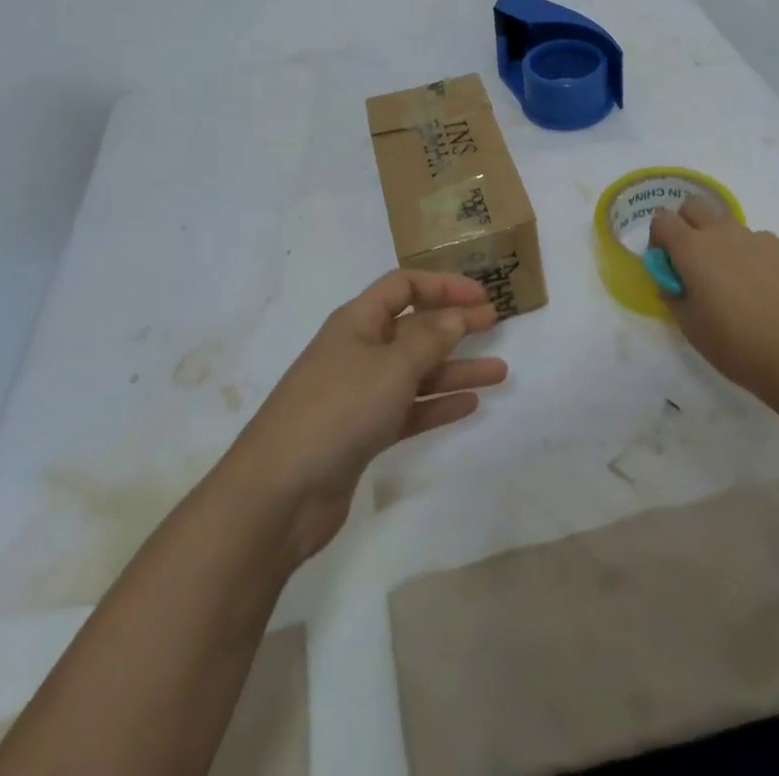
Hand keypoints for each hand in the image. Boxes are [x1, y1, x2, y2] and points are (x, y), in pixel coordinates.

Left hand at [220, 269, 506, 564]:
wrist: (279, 493)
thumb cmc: (337, 410)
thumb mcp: (391, 366)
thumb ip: (430, 339)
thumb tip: (457, 314)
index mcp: (357, 321)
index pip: (403, 286)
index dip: (443, 285)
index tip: (481, 297)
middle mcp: (358, 350)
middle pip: (413, 327)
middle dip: (454, 324)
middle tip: (496, 325)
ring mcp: (359, 394)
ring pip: (416, 371)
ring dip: (455, 368)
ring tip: (499, 372)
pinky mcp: (362, 434)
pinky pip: (408, 409)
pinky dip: (437, 404)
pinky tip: (468, 405)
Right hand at [649, 198, 778, 405]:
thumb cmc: (738, 345)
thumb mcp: (691, 328)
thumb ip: (674, 296)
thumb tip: (673, 281)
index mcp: (694, 249)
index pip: (663, 220)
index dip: (659, 237)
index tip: (667, 262)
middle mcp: (727, 234)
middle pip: (696, 206)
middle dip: (689, 224)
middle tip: (697, 262)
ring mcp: (765, 240)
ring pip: (736, 230)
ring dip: (730, 248)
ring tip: (744, 290)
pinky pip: (770, 249)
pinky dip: (764, 265)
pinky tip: (776, 297)